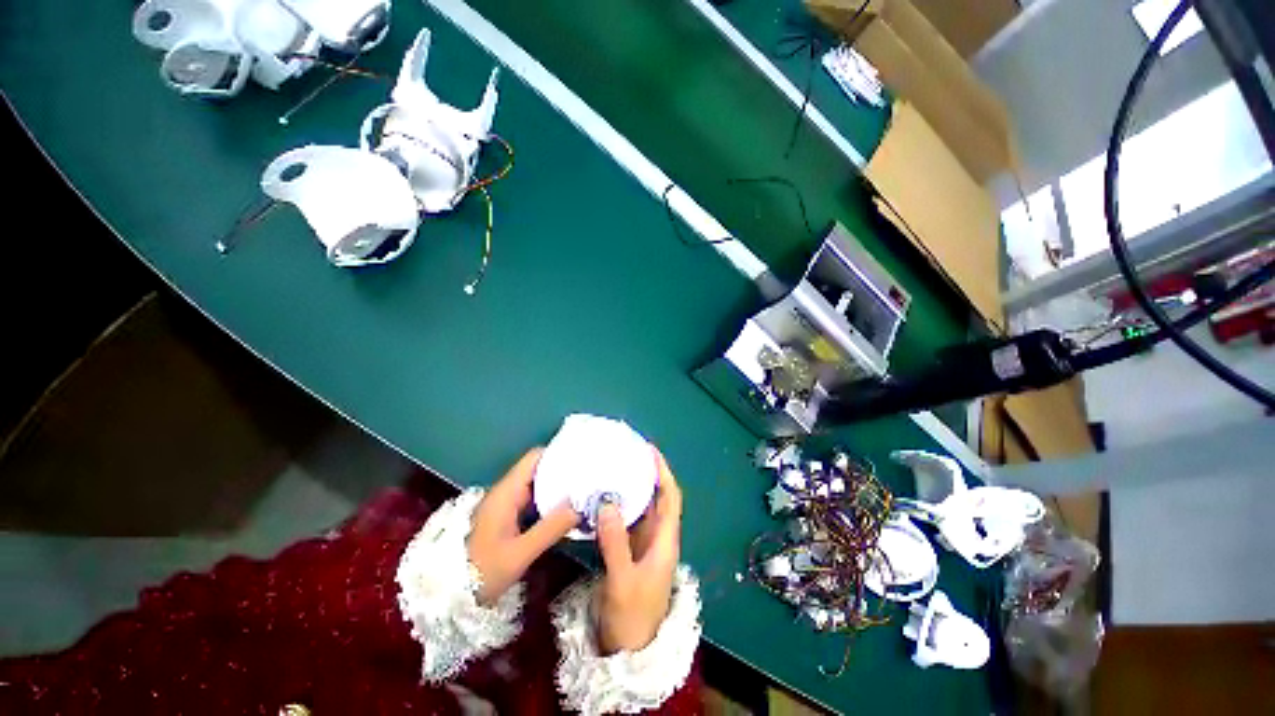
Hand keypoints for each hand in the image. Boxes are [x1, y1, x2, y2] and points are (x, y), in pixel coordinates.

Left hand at [469, 449, 580, 604]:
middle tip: (589, 476)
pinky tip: (568, 510)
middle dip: (564, 471)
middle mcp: (506, 493)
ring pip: (537, 487)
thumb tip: (581, 505)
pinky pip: (533, 502)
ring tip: (584, 491)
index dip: (558, 453)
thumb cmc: (480, 572)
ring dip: (559, 488)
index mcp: (506, 492)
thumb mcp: (519, 554)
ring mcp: (506, 506)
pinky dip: (551, 502)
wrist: (447, 596)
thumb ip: (551, 528)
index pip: (535, 458)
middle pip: (538, 469)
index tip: (582, 457)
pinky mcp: (507, 519)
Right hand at [596, 449, 683, 653]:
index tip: (649, 451)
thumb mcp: (623, 581)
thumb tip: (607, 502)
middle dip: (646, 474)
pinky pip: (626, 520)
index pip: (671, 497)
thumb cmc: (632, 618)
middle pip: (657, 498)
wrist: (626, 652)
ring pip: (641, 507)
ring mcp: (643, 544)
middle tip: (627, 453)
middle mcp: (658, 537)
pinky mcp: (629, 551)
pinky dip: (618, 505)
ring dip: (632, 487)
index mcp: (665, 540)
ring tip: (614, 467)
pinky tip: (603, 497)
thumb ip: (615, 543)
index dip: (663, 472)